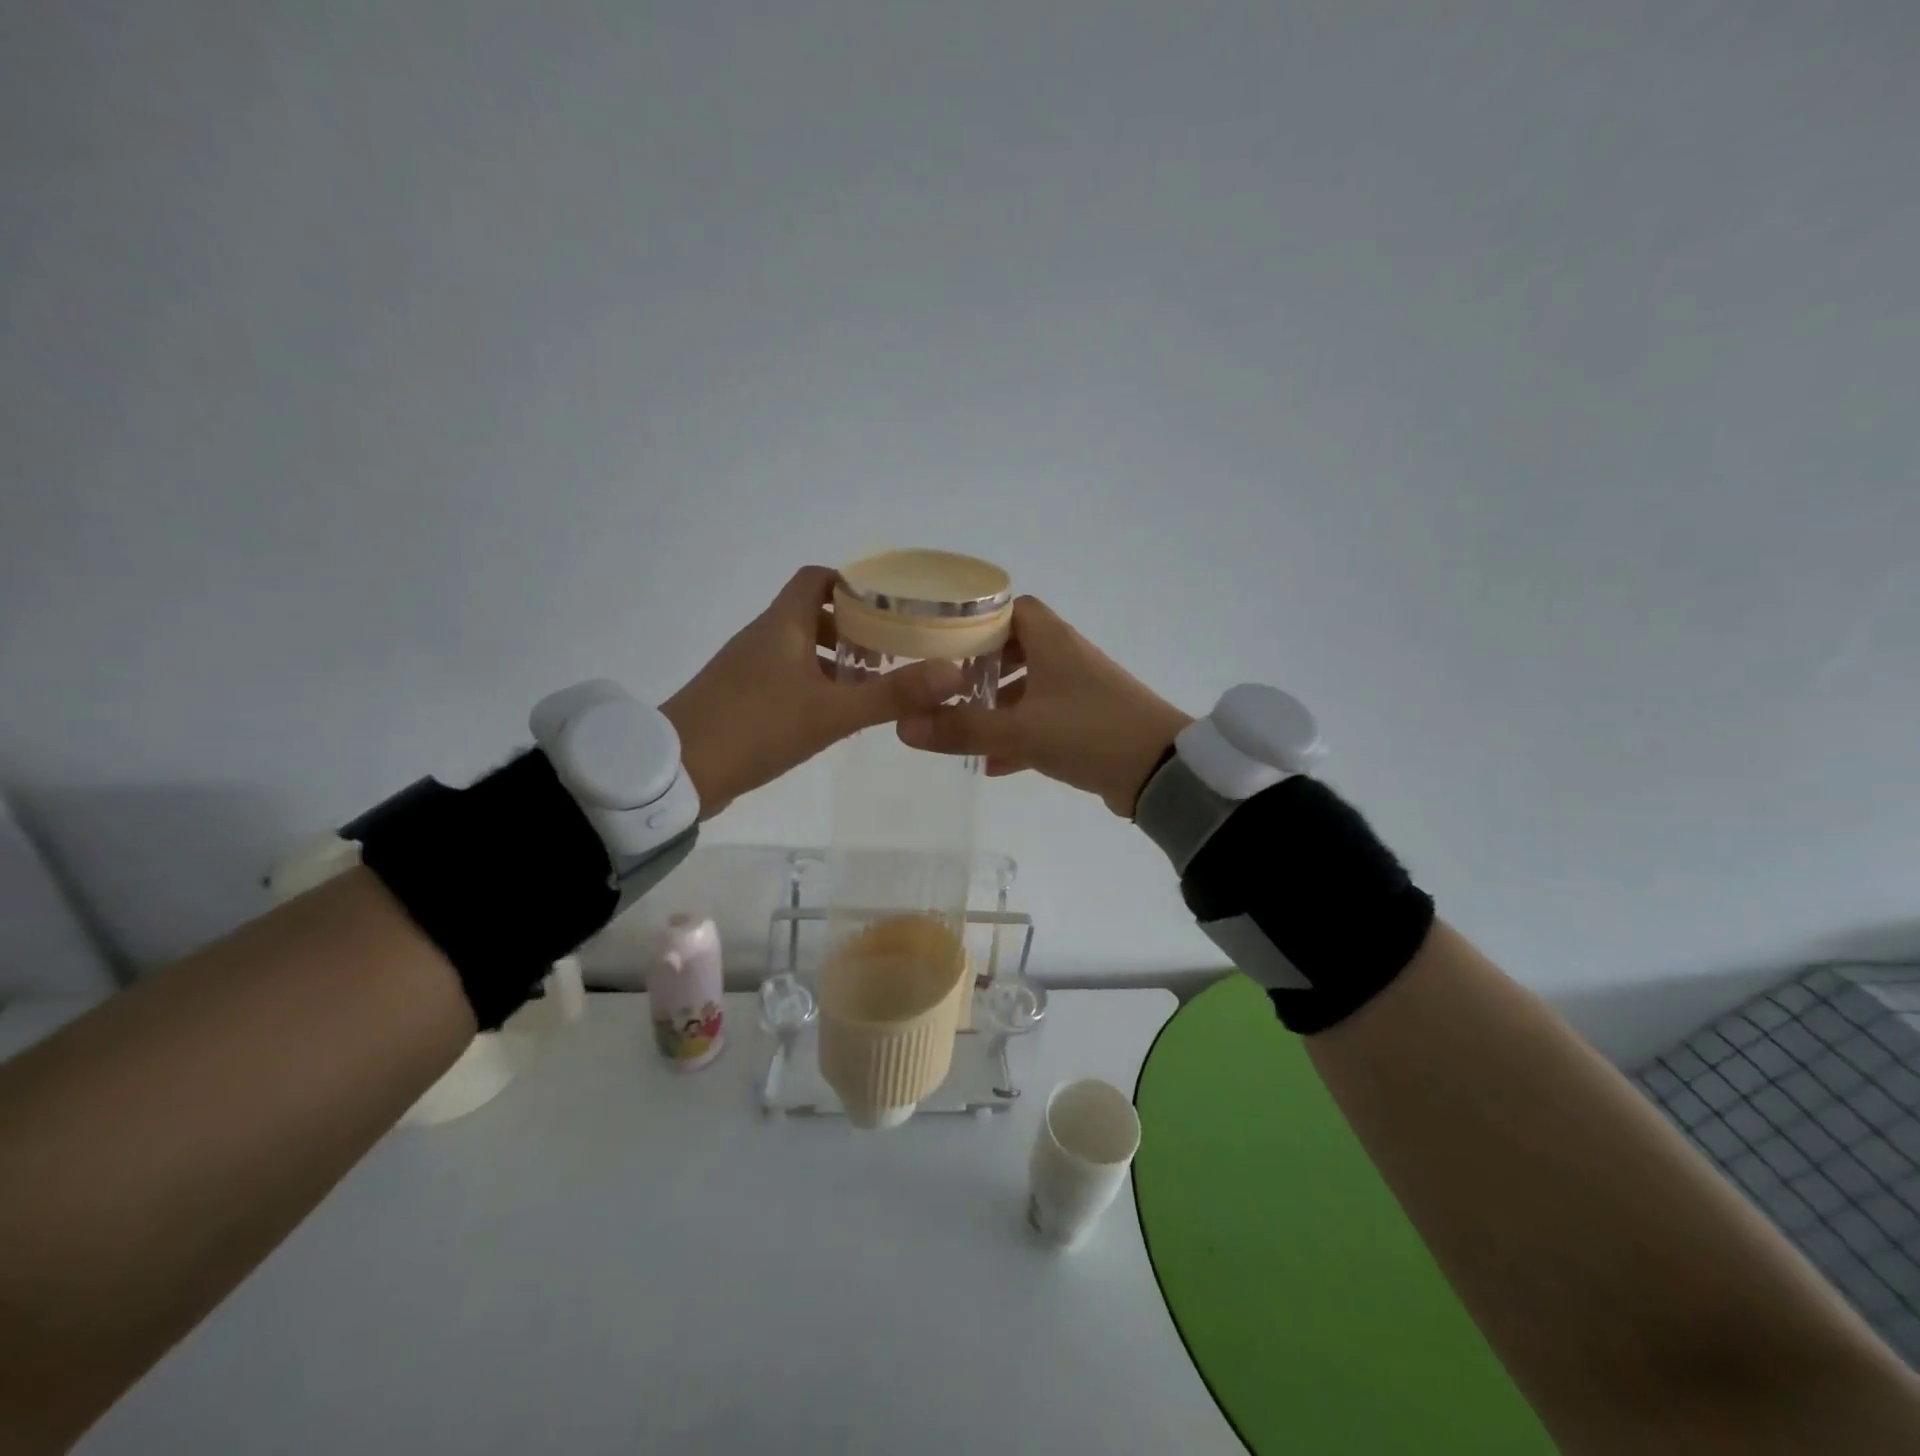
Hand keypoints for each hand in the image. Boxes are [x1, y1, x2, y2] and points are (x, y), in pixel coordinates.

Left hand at [661, 567, 962, 818]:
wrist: (677, 773)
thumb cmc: (756, 728)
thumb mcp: (832, 713)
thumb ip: (892, 694)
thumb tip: (954, 672)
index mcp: (782, 625)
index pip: (817, 579)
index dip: (854, 585)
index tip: (892, 605)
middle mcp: (763, 637)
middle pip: (812, 614)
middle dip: (854, 627)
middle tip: (894, 649)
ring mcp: (748, 668)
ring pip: (799, 648)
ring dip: (835, 659)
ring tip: (873, 683)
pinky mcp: (741, 698)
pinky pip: (786, 677)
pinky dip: (815, 684)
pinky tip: (836, 714)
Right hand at [896, 596, 1192, 816]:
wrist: (1162, 772)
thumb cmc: (1090, 733)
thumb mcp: (1020, 731)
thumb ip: (962, 729)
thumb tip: (904, 727)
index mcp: (1051, 640)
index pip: (1008, 609)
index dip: (973, 622)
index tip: (939, 643)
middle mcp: (1065, 656)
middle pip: (1013, 650)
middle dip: (978, 670)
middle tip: (944, 691)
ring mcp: (1079, 690)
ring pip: (1027, 688)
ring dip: (996, 707)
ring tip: (961, 728)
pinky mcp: (1088, 722)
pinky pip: (1043, 720)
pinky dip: (1018, 735)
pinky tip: (993, 764)